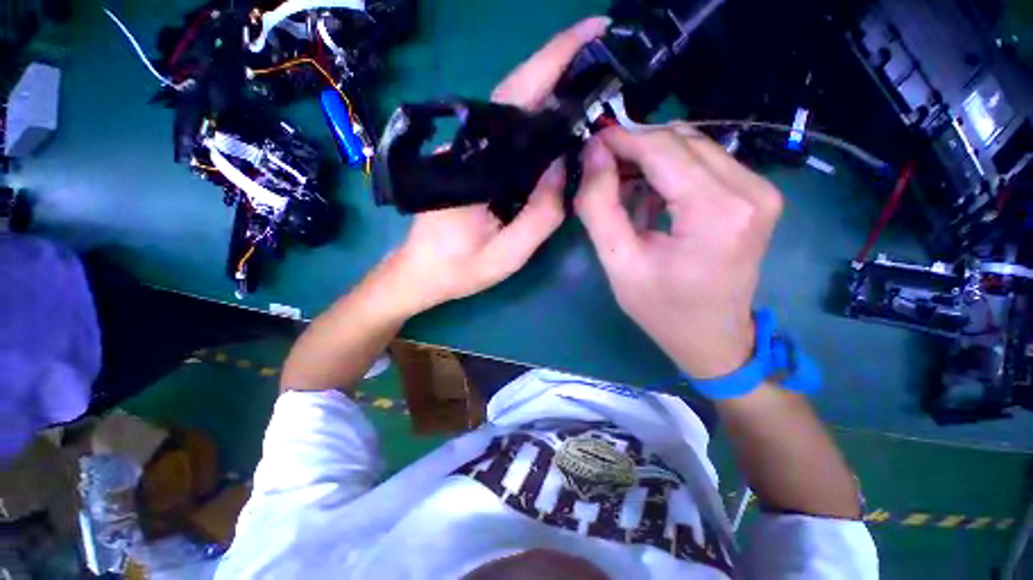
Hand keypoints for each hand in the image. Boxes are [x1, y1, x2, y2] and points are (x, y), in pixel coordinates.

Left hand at [386, 17, 610, 313]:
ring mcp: (466, 152)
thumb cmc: (458, 269)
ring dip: (548, 87)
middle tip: (599, 44)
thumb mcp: (505, 255)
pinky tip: (557, 120)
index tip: (592, 34)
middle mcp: (467, 147)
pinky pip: (506, 134)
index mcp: (473, 165)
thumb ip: (539, 217)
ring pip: (510, 111)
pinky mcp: (469, 162)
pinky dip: (534, 118)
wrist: (420, 273)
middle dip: (557, 62)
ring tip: (589, 77)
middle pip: (513, 93)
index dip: (554, 64)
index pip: (516, 102)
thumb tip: (562, 169)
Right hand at [575, 124, 783, 377]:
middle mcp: (750, 190)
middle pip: (681, 141)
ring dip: (651, 159)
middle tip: (601, 169)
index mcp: (717, 212)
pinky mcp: (757, 196)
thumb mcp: (619, 263)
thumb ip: (600, 207)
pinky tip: (651, 196)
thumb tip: (592, 156)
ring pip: (694, 147)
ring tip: (622, 185)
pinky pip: (706, 163)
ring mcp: (760, 190)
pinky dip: (671, 171)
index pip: (663, 149)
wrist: (713, 338)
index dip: (621, 140)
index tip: (589, 144)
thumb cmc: (662, 309)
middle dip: (634, 147)